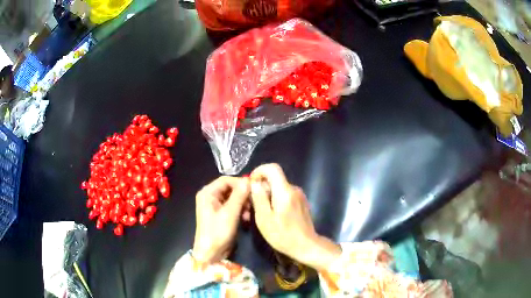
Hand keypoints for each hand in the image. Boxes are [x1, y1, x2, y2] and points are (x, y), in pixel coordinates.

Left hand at [192, 176, 249, 263]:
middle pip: (230, 188)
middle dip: (242, 195)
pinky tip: (246, 219)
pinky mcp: (221, 214)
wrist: (211, 253)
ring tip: (248, 214)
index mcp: (207, 193)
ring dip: (243, 204)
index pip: (226, 180)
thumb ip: (239, 196)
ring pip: (233, 197)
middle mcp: (210, 196)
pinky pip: (233, 206)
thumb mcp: (230, 213)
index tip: (254, 189)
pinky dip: (240, 210)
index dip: (240, 183)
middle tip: (252, 203)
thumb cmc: (217, 232)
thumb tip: (248, 180)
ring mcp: (215, 206)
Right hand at [250, 164, 340, 270]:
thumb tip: (255, 182)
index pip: (273, 168)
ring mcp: (299, 195)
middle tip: (252, 203)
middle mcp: (294, 189)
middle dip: (261, 187)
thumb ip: (259, 198)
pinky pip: (285, 195)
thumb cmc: (283, 235)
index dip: (259, 171)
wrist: (306, 246)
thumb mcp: (264, 219)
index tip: (251, 183)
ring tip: (261, 212)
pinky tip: (273, 215)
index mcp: (284, 191)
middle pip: (275, 179)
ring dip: (268, 195)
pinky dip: (276, 200)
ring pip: (279, 188)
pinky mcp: (301, 202)